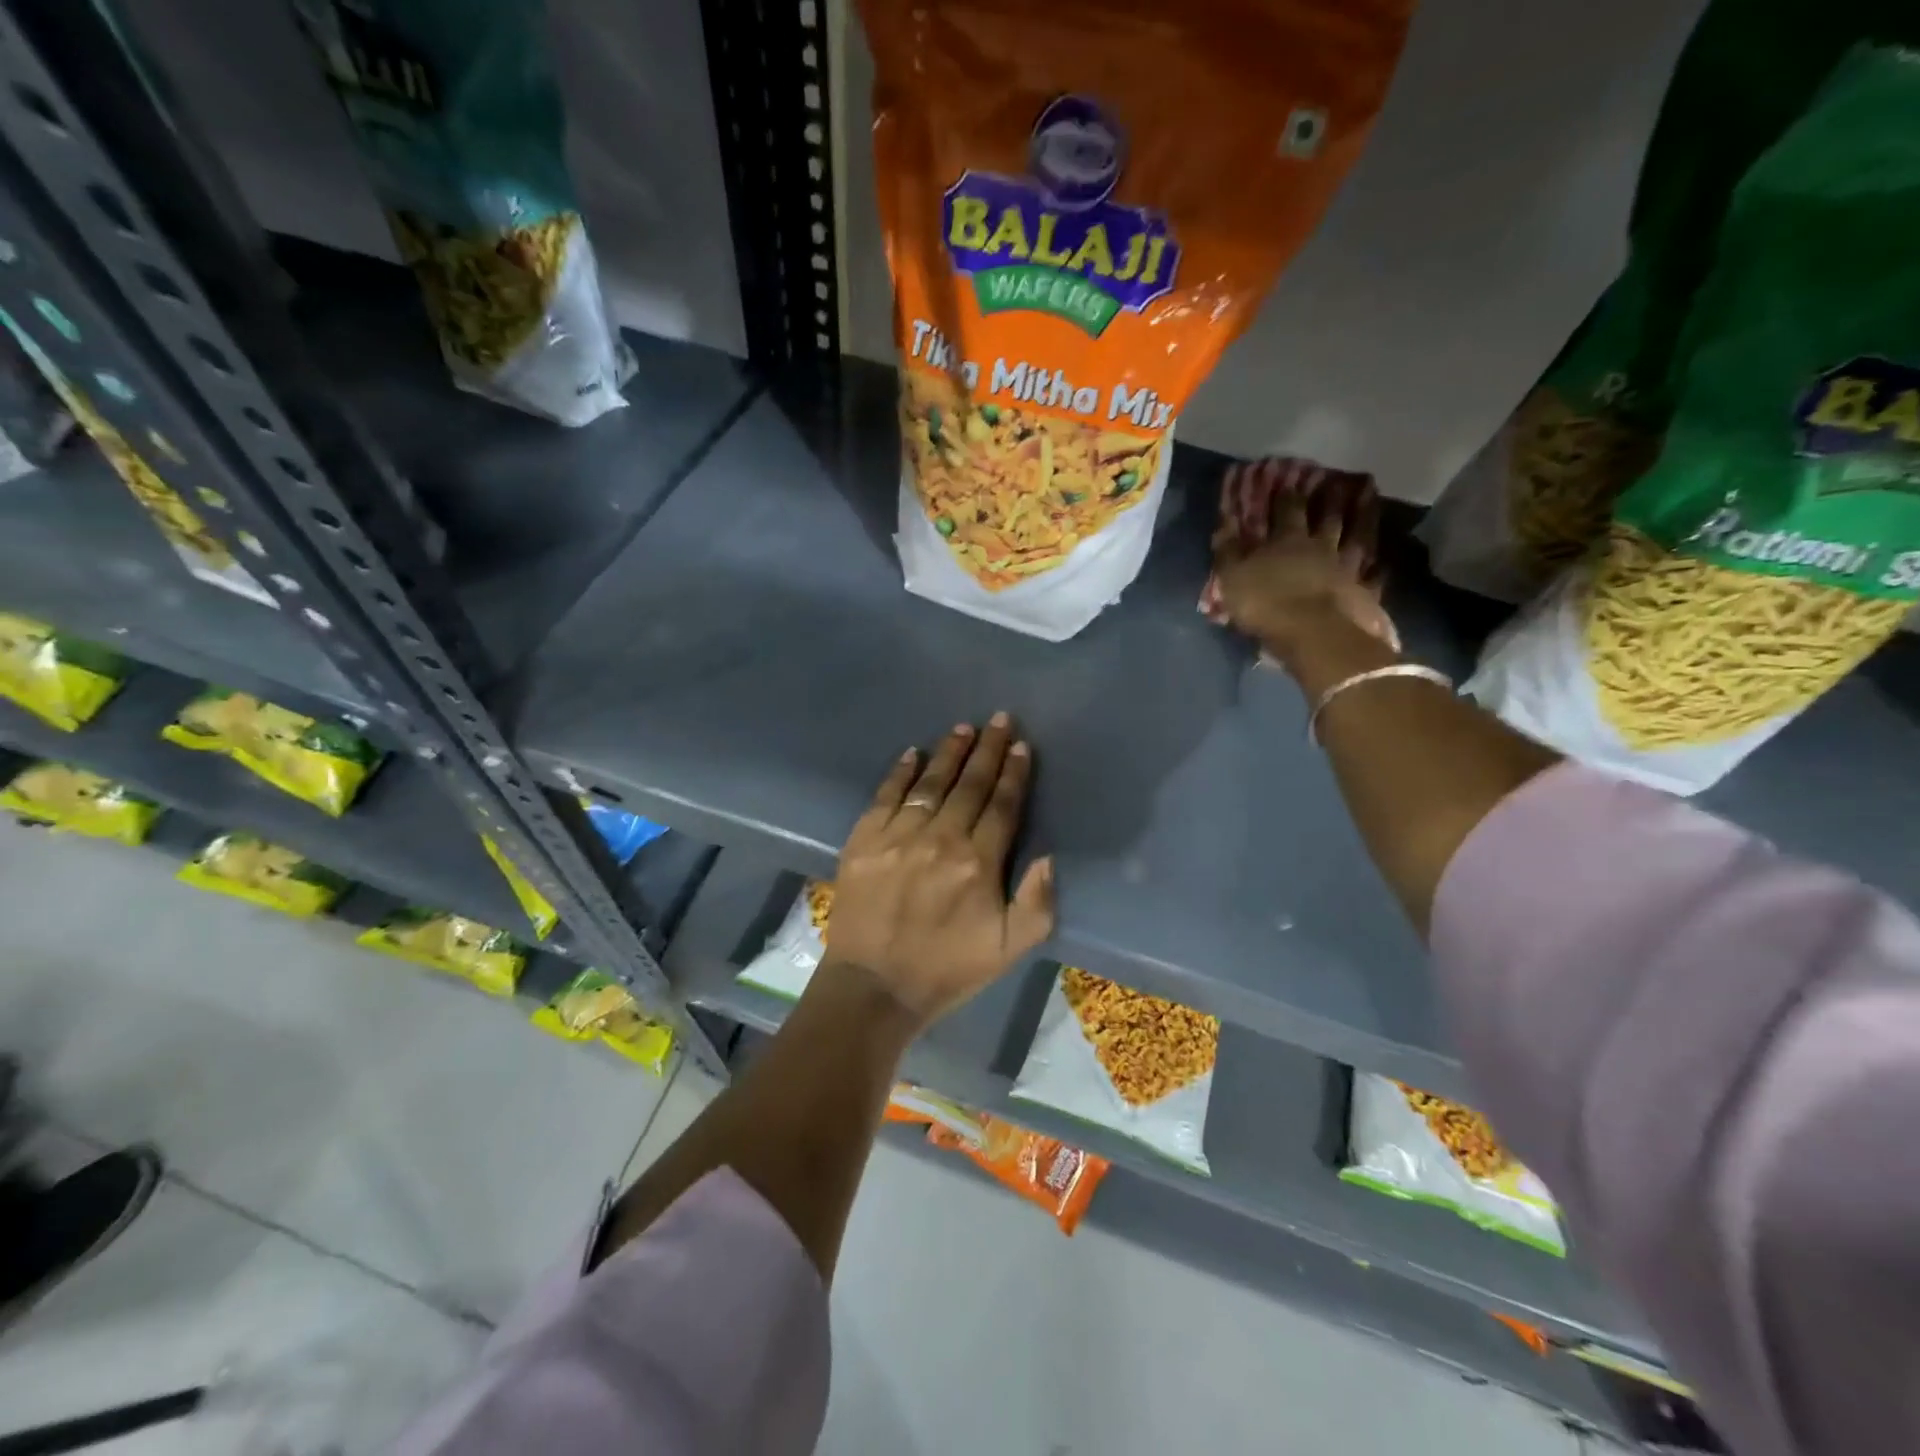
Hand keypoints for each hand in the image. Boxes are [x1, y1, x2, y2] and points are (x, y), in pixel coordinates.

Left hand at [824, 714, 1054, 1027]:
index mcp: (978, 863)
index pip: (1002, 806)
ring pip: (930, 783)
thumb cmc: (947, 969)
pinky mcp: (864, 840)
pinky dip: (900, 772)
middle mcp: (940, 839)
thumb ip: (1037, 903)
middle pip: (969, 785)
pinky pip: (885, 796)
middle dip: (987, 750)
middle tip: (998, 719)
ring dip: (949, 753)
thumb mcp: (1009, 949)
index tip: (1020, 745)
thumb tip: (1048, 856)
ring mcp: (898, 836)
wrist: (874, 987)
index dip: (1013, 773)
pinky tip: (912, 753)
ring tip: (962, 728)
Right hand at [1211, 458, 1397, 668]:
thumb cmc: (1266, 604)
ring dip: (1362, 517)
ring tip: (1369, 497)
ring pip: (1356, 536)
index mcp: (1287, 541)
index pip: (1287, 510)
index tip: (1289, 476)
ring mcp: (1346, 568)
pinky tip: (1383, 560)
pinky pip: (1373, 575)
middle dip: (1329, 497)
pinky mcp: (1363, 592)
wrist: (1314, 634)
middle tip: (1336, 479)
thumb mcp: (1233, 577)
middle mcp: (1320, 546)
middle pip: (1327, 517)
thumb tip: (1225, 522)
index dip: (1287, 493)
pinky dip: (1378, 567)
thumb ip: (1228, 550)